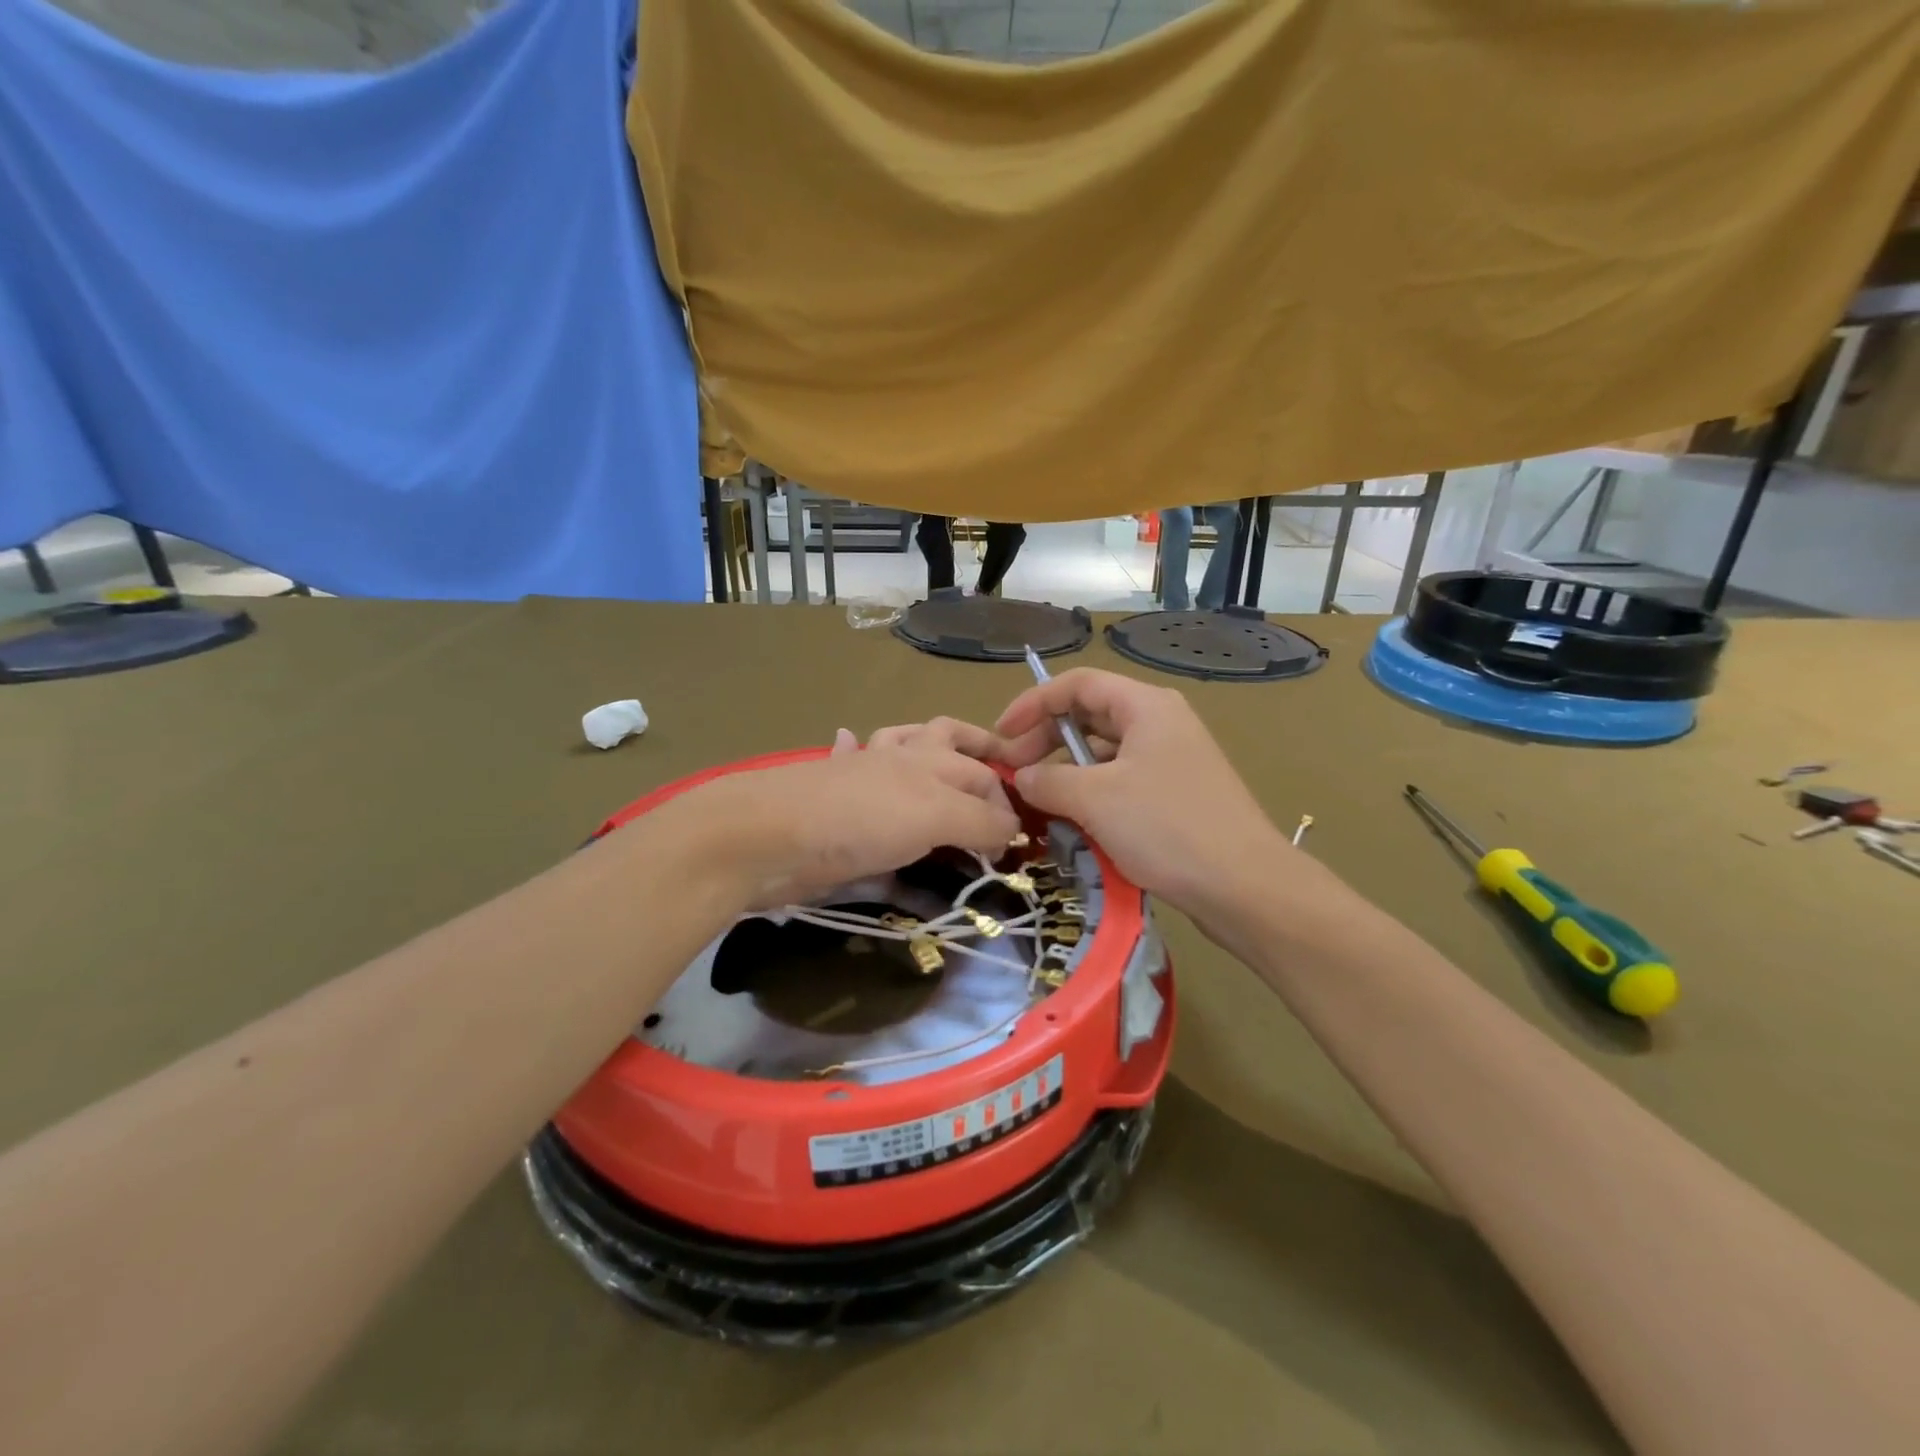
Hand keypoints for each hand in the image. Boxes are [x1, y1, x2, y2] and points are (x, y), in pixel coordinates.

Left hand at [678, 738, 1021, 910]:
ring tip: (942, 759)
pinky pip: (847, 759)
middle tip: (998, 784)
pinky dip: (854, 748)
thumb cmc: (862, 821)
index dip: (1007, 803)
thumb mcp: (935, 817)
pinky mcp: (830, 799)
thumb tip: (1012, 831)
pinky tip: (853, 742)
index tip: (1019, 843)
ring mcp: (859, 774)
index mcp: (929, 759)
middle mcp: (898, 759)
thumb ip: (980, 821)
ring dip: (923, 745)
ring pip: (899, 742)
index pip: (983, 774)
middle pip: (946, 742)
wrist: (770, 834)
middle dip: (976, 756)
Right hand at [994, 669, 1294, 922]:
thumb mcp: (1095, 799)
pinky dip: (1091, 794)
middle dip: (1045, 739)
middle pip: (1089, 715)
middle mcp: (1160, 723)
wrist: (1245, 887)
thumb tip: (1020, 777)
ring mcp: (1171, 760)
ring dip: (1065, 771)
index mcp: (1146, 706)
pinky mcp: (1176, 795)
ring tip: (1036, 801)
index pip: (1077, 684)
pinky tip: (1071, 822)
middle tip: (1013, 773)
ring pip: (1103, 753)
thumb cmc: (1167, 828)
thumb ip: (1048, 780)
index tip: (1000, 736)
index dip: (1032, 703)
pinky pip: (1121, 781)